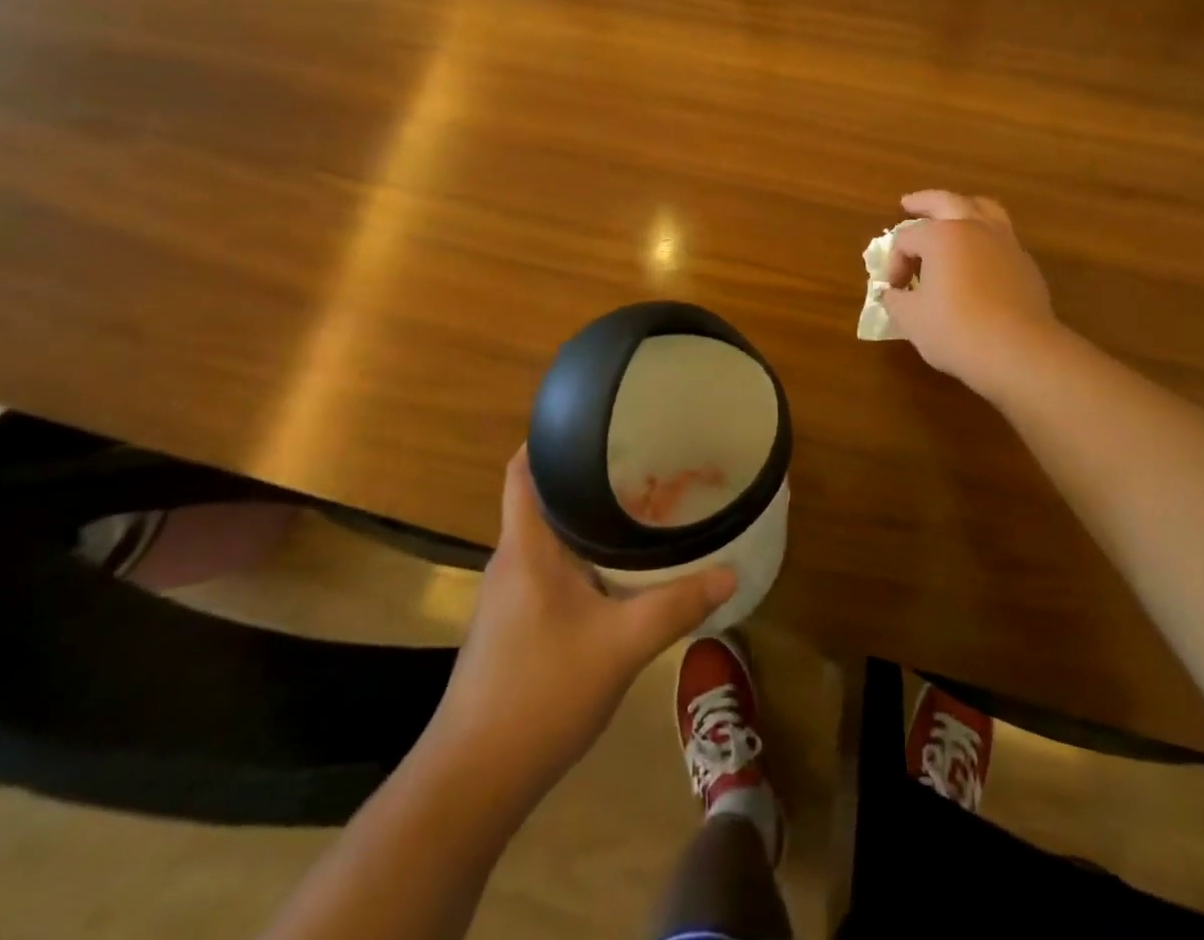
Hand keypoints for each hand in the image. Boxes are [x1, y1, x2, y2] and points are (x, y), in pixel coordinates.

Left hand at [425, 450, 735, 800]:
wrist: (473, 781)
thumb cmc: (540, 693)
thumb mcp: (621, 645)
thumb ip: (676, 606)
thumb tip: (729, 573)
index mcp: (526, 547)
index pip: (522, 470)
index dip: (549, 438)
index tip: (595, 422)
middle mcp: (512, 561)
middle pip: (544, 499)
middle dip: (588, 479)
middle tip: (642, 463)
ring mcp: (508, 597)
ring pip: (550, 539)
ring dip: (588, 522)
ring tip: (640, 509)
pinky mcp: (513, 627)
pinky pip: (551, 571)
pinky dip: (583, 559)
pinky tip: (619, 573)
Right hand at [881, 190, 1057, 397]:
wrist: (1018, 351)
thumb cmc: (956, 330)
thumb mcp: (911, 319)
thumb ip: (895, 300)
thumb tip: (892, 293)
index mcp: (941, 236)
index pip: (906, 238)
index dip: (894, 262)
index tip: (894, 290)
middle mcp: (974, 228)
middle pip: (946, 201)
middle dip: (924, 202)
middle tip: (909, 204)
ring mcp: (1005, 243)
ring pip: (984, 209)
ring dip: (963, 207)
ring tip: (953, 213)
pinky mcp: (1025, 264)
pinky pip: (1001, 237)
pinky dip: (985, 236)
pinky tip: (979, 256)